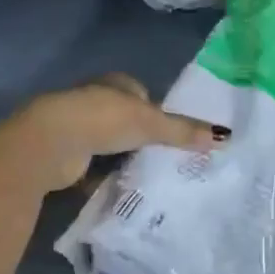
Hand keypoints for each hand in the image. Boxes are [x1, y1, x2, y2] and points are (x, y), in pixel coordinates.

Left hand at [8, 73, 226, 191]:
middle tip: (164, 160)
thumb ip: (183, 131)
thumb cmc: (103, 120)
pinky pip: (93, 166)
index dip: (157, 113)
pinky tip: (118, 190)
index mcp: (115, 83)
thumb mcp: (150, 123)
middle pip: (126, 120)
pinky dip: (103, 177)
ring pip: (108, 144)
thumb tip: (224, 136)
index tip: (171, 136)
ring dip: (121, 159)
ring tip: (146, 178)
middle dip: (140, 138)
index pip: (142, 94)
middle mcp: (95, 100)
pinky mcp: (66, 155)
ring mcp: (78, 127)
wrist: (50, 143)